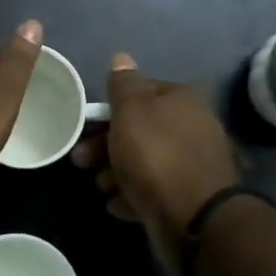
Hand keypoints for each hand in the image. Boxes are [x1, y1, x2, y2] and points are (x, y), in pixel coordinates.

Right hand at [71, 52, 241, 260]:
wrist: (194, 217)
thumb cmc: (155, 155)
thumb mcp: (131, 111)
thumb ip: (124, 84)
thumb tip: (122, 58)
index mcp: (181, 100)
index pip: (139, 93)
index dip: (109, 110)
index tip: (85, 128)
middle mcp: (192, 126)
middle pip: (139, 130)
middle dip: (106, 145)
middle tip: (81, 162)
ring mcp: (191, 163)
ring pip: (143, 161)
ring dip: (116, 173)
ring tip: (102, 187)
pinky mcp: (188, 196)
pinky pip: (153, 189)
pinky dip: (133, 195)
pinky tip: (119, 205)